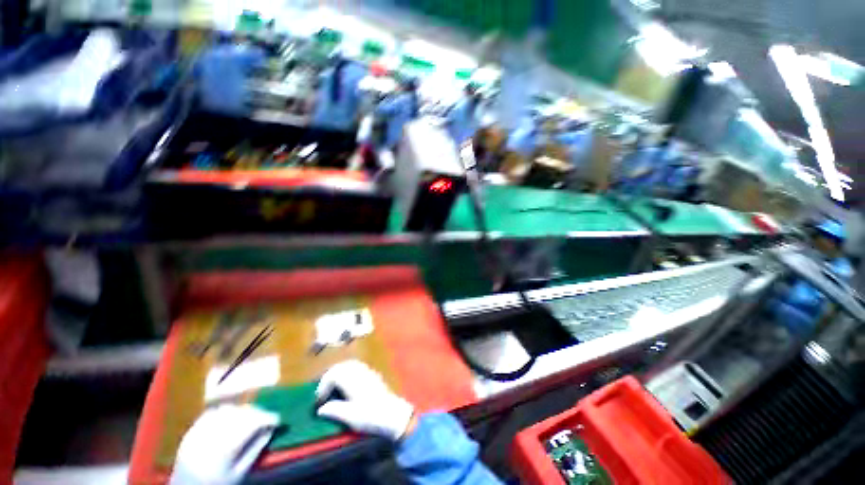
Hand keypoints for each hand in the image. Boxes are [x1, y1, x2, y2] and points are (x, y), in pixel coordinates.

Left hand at [171, 404, 278, 484]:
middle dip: (257, 413)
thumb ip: (256, 449)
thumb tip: (272, 428)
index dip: (268, 418)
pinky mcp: (191, 430)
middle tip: (267, 418)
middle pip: (240, 414)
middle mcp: (211, 435)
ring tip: (251, 417)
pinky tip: (231, 417)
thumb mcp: (240, 473)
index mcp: (224, 449)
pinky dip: (226, 411)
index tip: (279, 420)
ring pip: (227, 409)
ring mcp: (198, 431)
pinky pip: (213, 412)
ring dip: (243, 410)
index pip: (251, 424)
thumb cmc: (218, 484)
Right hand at [316, 360, 414, 440]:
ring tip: (333, 389)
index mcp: (352, 379)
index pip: (333, 374)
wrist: (393, 414)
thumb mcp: (349, 416)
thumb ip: (334, 410)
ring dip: (339, 374)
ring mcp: (368, 371)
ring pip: (349, 365)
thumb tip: (321, 409)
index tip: (318, 401)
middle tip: (323, 392)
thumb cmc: (371, 416)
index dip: (323, 386)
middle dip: (329, 377)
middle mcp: (359, 371)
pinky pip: (357, 367)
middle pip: (341, 366)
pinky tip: (348, 387)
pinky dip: (348, 373)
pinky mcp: (373, 375)